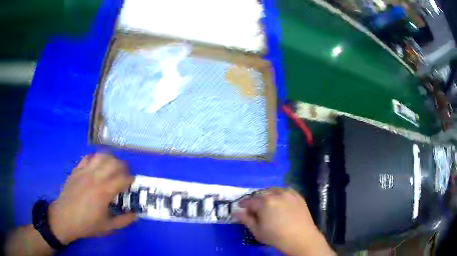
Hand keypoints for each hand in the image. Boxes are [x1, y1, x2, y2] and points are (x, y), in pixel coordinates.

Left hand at [48, 153, 136, 244]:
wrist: (65, 218)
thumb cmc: (87, 224)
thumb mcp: (108, 227)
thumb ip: (123, 221)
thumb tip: (135, 215)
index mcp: (104, 191)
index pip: (122, 178)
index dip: (130, 179)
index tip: (132, 184)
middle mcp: (95, 177)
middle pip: (113, 163)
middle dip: (123, 166)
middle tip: (124, 175)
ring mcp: (84, 171)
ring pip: (101, 156)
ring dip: (110, 159)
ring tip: (112, 167)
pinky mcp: (77, 170)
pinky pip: (88, 158)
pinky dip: (95, 158)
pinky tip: (97, 165)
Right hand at [233, 188, 333, 255]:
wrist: (301, 238)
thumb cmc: (276, 237)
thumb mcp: (257, 231)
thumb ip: (245, 219)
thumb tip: (236, 212)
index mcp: (264, 202)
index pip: (249, 200)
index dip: (243, 204)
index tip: (241, 208)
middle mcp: (276, 194)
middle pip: (260, 193)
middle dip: (255, 200)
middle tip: (255, 209)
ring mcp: (288, 193)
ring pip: (273, 190)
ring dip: (267, 195)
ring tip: (268, 205)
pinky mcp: (297, 196)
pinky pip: (285, 190)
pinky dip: (279, 194)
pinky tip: (280, 202)